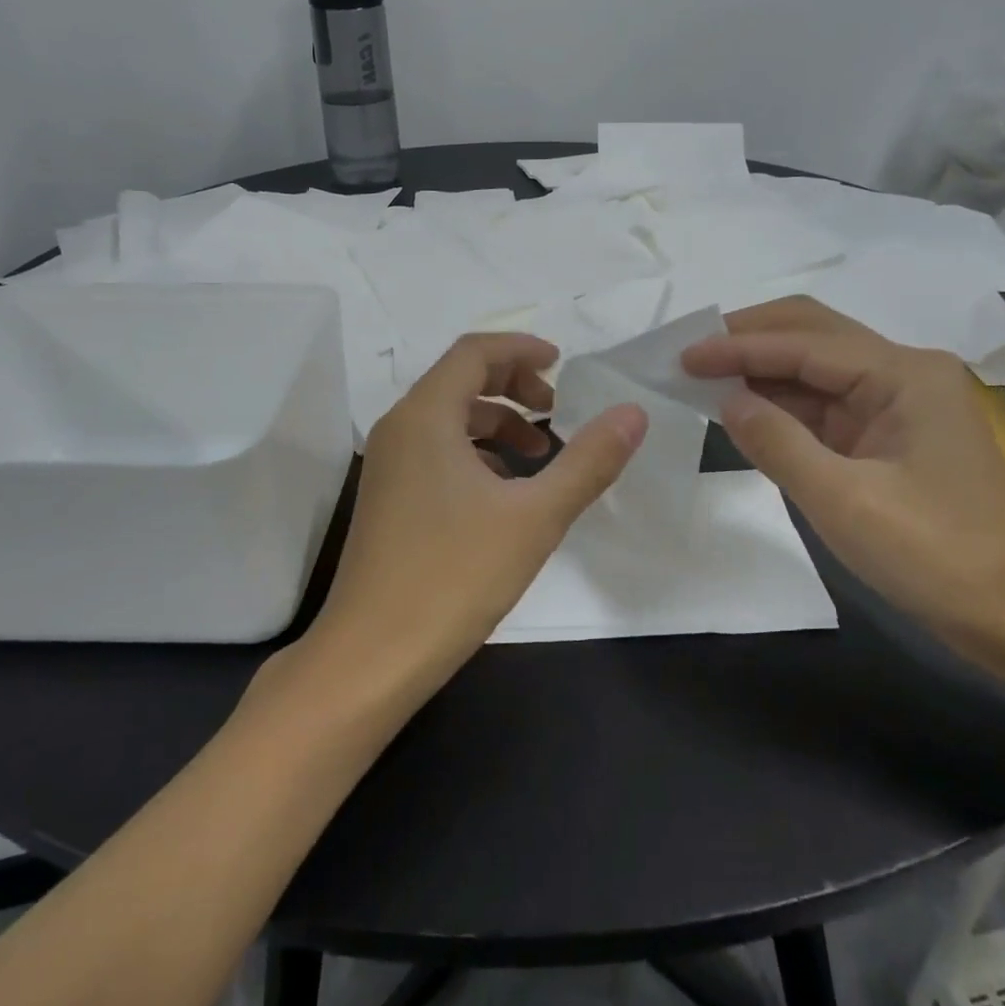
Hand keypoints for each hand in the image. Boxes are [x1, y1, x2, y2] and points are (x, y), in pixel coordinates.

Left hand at [307, 333, 646, 693]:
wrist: (371, 656)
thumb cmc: (454, 577)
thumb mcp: (535, 517)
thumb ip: (588, 461)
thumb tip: (633, 413)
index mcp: (426, 416)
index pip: (474, 352)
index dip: (521, 349)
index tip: (563, 363)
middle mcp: (399, 428)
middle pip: (459, 379)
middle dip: (513, 386)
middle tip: (556, 411)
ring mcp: (387, 465)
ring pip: (448, 419)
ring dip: (497, 423)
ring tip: (540, 455)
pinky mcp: (388, 498)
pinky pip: (436, 451)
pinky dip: (475, 453)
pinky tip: (504, 492)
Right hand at [681, 297, 1004, 648]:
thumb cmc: (934, 555)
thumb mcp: (843, 500)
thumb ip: (777, 443)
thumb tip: (726, 400)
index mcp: (904, 374)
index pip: (804, 344)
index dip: (737, 347)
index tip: (681, 356)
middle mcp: (903, 373)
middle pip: (813, 334)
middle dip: (750, 338)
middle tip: (691, 353)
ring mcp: (898, 403)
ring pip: (816, 367)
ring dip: (761, 369)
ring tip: (702, 376)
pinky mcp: (888, 435)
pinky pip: (824, 404)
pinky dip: (781, 403)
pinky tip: (743, 408)